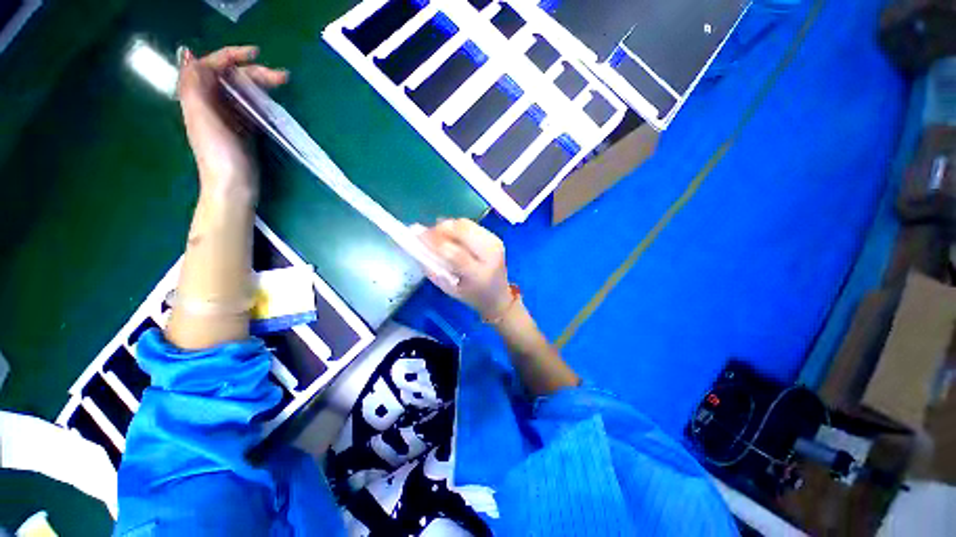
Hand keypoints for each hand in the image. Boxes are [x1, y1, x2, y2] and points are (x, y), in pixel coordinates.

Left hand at [177, 45, 287, 199]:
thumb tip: (193, 57)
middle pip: (232, 77)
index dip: (232, 55)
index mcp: (199, 96)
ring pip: (244, 91)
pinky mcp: (243, 129)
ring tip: (282, 85)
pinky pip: (251, 107)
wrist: (233, 185)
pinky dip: (263, 101)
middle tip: (281, 78)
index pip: (212, 65)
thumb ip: (193, 86)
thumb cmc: (219, 154)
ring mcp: (229, 116)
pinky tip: (275, 103)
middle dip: (255, 72)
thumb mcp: (202, 118)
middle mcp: (212, 102)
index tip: (256, 54)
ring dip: (262, 85)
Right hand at [421, 219, 513, 319]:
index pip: (456, 254)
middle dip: (441, 229)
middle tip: (427, 234)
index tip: (418, 237)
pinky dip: (457, 227)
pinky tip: (451, 236)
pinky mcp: (495, 237)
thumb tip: (418, 248)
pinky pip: (471, 225)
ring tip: (437, 235)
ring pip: (466, 223)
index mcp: (480, 275)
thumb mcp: (450, 290)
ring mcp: (495, 243)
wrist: (499, 295)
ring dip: (448, 226)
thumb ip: (433, 270)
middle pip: (463, 231)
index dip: (435, 242)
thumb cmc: (472, 296)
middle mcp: (491, 255)